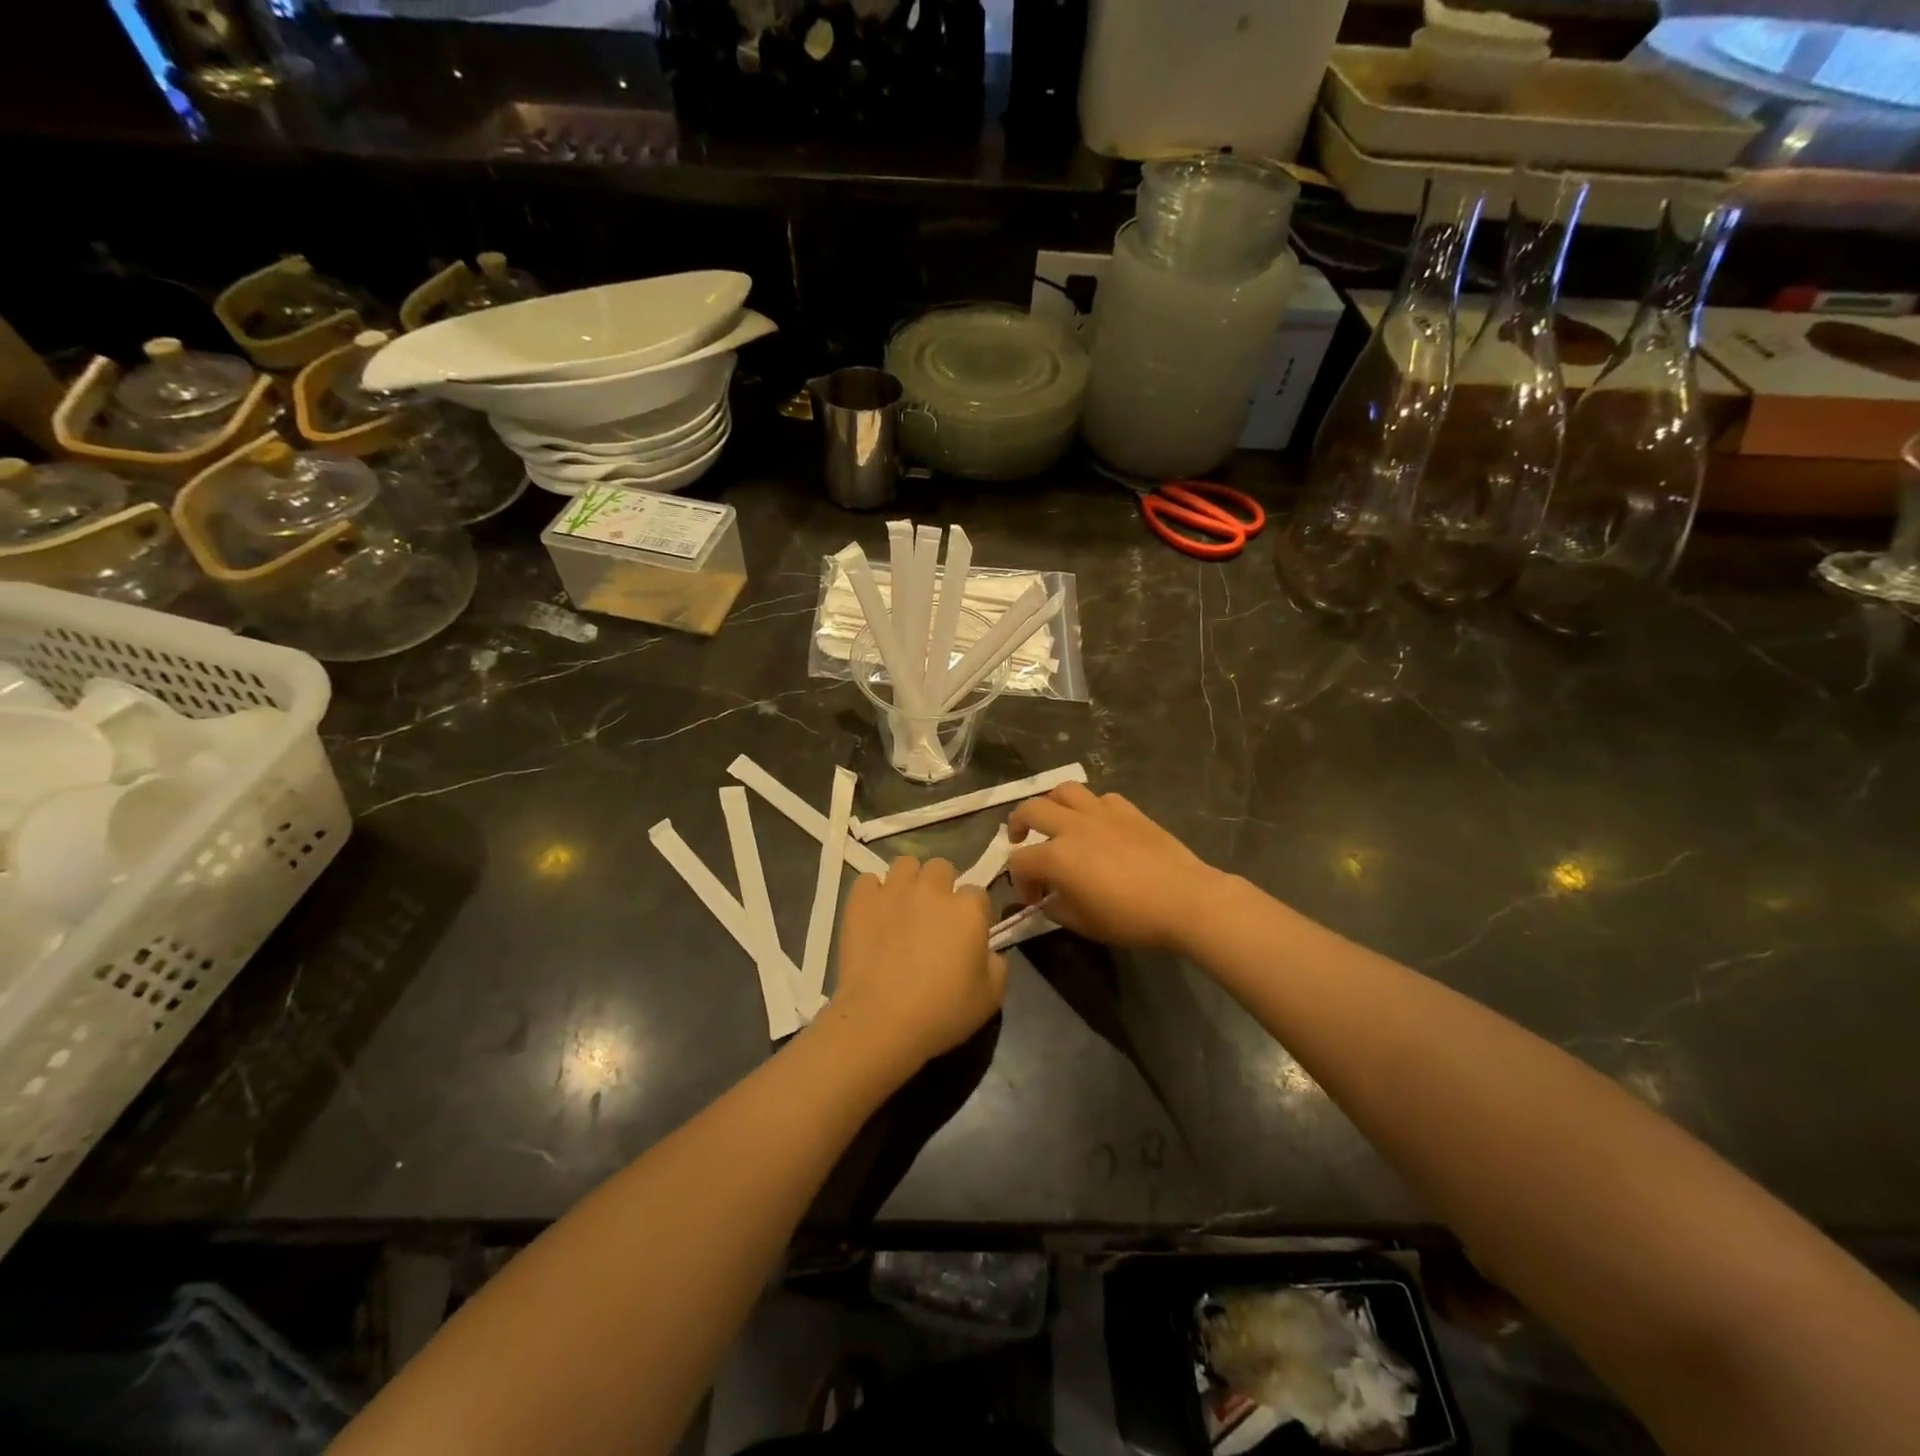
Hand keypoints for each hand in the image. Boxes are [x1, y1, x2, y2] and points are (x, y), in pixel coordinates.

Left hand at [828, 856, 1007, 1069]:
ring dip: (909, 881)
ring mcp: (894, 891)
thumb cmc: (942, 1012)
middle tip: (934, 917)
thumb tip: (988, 951)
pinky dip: (873, 893)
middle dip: (941, 886)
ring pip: (905, 864)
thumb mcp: (991, 998)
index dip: (973, 913)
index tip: (966, 934)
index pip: (978, 893)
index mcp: (968, 909)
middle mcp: (932, 889)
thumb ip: (997, 964)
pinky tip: (875, 914)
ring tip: (904, 908)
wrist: (881, 1022)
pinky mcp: (861, 901)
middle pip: (941, 868)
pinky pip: (868, 880)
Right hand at [1007, 784, 1227, 952]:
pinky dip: (1090, 807)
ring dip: (1051, 804)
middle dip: (1018, 825)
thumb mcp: (1085, 924)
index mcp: (1056, 856)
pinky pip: (1099, 798)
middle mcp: (1072, 826)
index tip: (1033, 898)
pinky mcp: (1127, 809)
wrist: (1185, 899)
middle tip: (1021, 840)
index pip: (1019, 862)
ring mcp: (1100, 812)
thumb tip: (1048, 899)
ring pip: (1063, 790)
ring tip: (1055, 820)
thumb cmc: (1132, 918)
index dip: (1019, 881)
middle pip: (1030, 810)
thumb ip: (1057, 908)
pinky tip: (1097, 824)